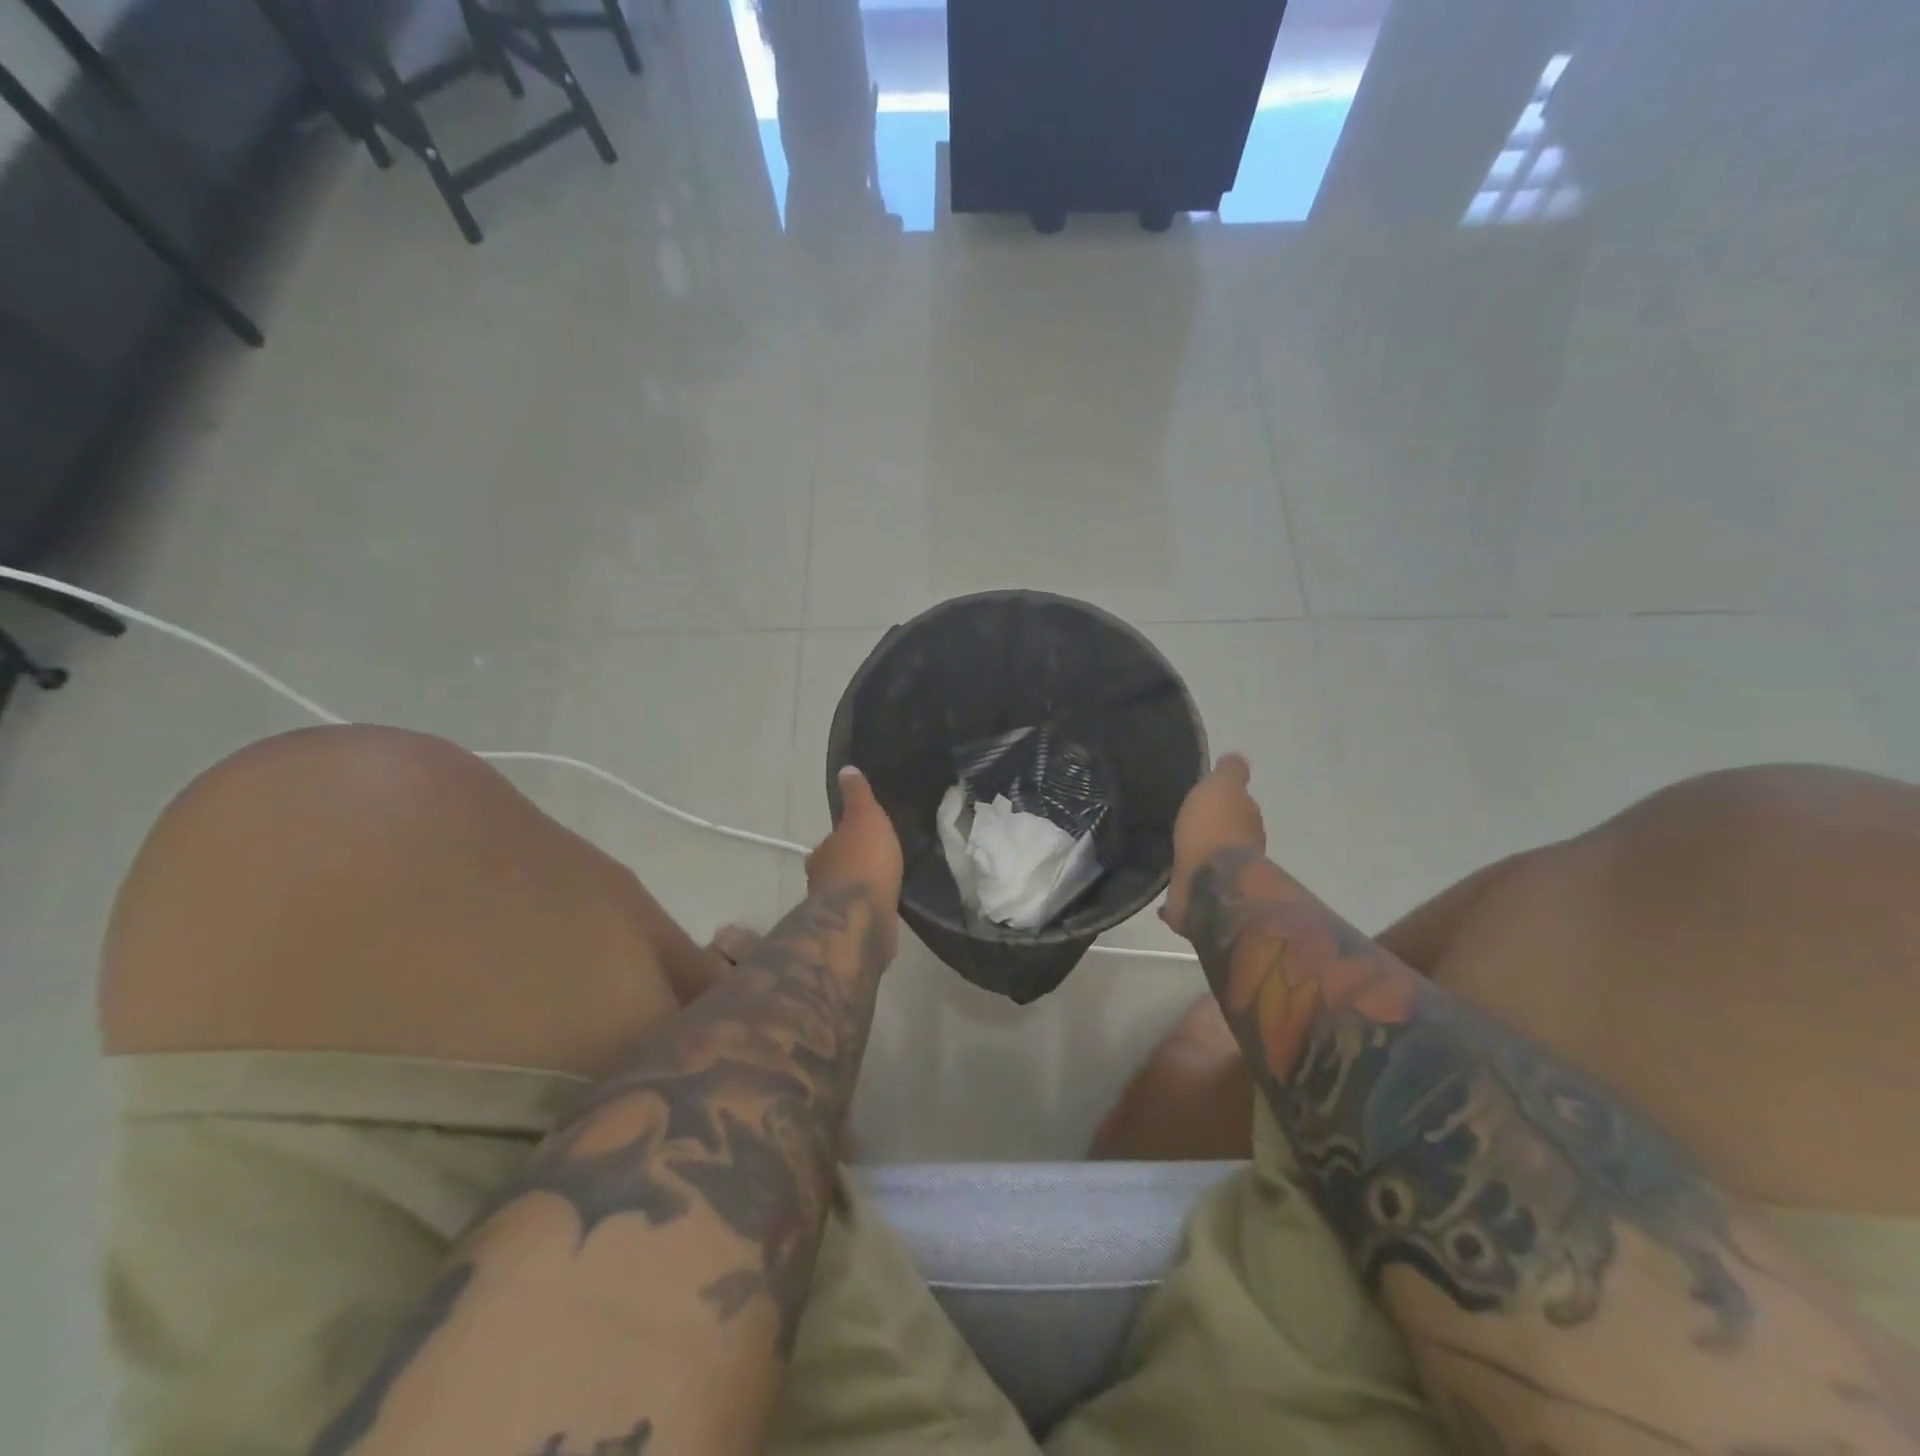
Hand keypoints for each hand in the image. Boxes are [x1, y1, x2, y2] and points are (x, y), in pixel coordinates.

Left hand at [809, 767, 904, 911]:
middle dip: (852, 866)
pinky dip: (870, 909)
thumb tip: (845, 769)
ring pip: (846, 894)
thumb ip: (857, 795)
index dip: (846, 839)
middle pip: (836, 868)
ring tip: (885, 884)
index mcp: (821, 854)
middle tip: (877, 861)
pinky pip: (861, 914)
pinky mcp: (850, 932)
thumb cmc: (864, 860)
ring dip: (860, 890)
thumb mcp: (865, 816)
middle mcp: (820, 882)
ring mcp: (834, 910)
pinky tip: (885, 906)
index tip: (862, 837)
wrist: (863, 916)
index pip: (831, 842)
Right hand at [1160, 753, 1265, 938]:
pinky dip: (1176, 896)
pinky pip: (1184, 897)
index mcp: (1244, 824)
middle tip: (1181, 826)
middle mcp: (1238, 855)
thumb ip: (1230, 773)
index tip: (1204, 800)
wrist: (1208, 886)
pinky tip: (1160, 895)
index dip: (1223, 803)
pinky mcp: (1197, 907)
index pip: (1237, 809)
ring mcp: (1218, 883)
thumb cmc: (1215, 830)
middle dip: (1205, 834)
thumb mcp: (1222, 787)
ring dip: (1190, 863)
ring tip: (1165, 855)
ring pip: (1202, 868)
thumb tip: (1237, 758)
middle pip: (1220, 839)